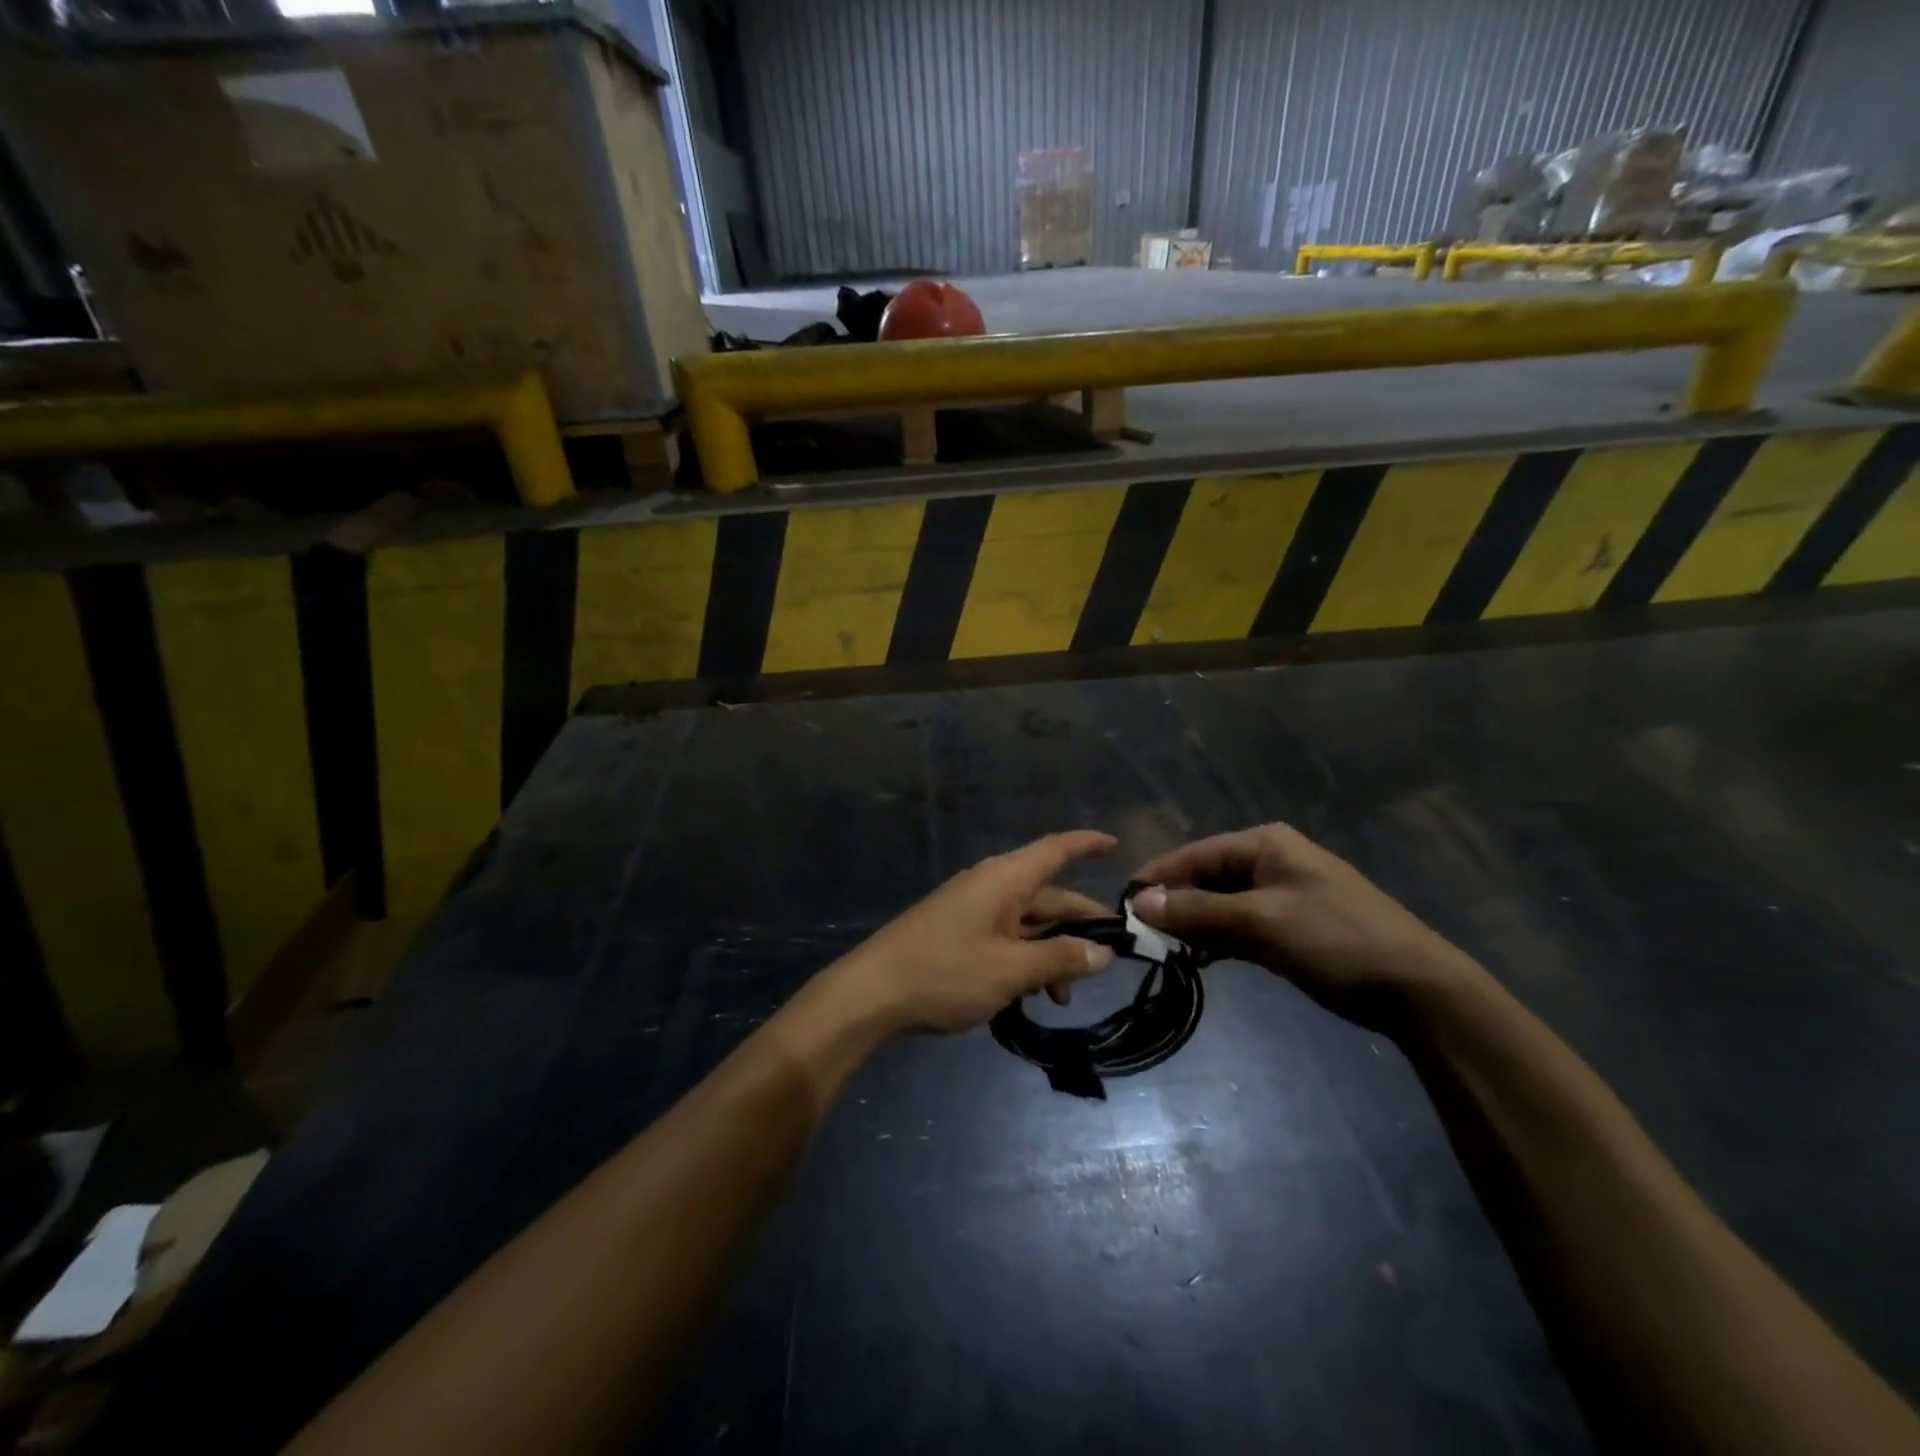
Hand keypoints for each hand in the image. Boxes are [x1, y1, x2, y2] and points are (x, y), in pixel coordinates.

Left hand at [831, 832, 1118, 1035]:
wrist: (871, 995)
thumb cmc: (945, 973)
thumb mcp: (1010, 969)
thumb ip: (1060, 958)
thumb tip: (1104, 952)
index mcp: (1004, 879)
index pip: (1056, 849)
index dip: (1087, 844)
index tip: (1117, 846)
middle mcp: (991, 886)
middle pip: (1048, 896)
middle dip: (1079, 924)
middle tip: (1113, 956)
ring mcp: (972, 911)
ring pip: (1027, 923)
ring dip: (1052, 953)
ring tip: (1065, 998)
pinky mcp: (958, 935)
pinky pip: (1005, 939)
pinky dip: (1025, 962)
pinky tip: (1031, 998)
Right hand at [1131, 823, 1480, 1031]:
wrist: (1415, 987)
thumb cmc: (1334, 938)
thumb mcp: (1260, 922)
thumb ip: (1197, 911)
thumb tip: (1138, 901)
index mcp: (1264, 844)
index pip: (1195, 854)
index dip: (1158, 877)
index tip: (1123, 903)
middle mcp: (1270, 861)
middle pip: (1206, 878)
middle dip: (1175, 904)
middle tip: (1141, 933)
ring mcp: (1282, 894)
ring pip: (1222, 904)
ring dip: (1195, 924)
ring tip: (1163, 948)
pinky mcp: (1291, 926)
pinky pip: (1240, 925)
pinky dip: (1218, 939)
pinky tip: (1198, 958)